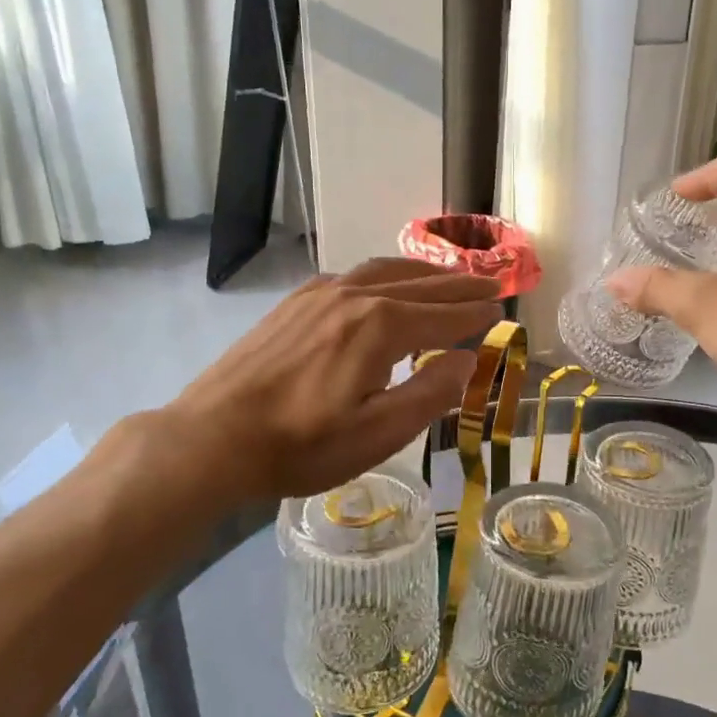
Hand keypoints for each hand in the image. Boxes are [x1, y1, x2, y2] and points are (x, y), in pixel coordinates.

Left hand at [121, 259, 498, 505]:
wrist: (213, 437)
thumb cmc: (301, 445)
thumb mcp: (378, 434)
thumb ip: (430, 394)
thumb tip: (467, 360)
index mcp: (380, 326)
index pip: (444, 315)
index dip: (476, 315)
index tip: (503, 310)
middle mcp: (355, 296)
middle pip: (421, 285)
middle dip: (460, 285)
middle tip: (491, 284)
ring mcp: (321, 294)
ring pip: (386, 271)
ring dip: (424, 273)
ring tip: (449, 277)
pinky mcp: (296, 302)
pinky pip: (355, 274)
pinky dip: (386, 274)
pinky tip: (386, 285)